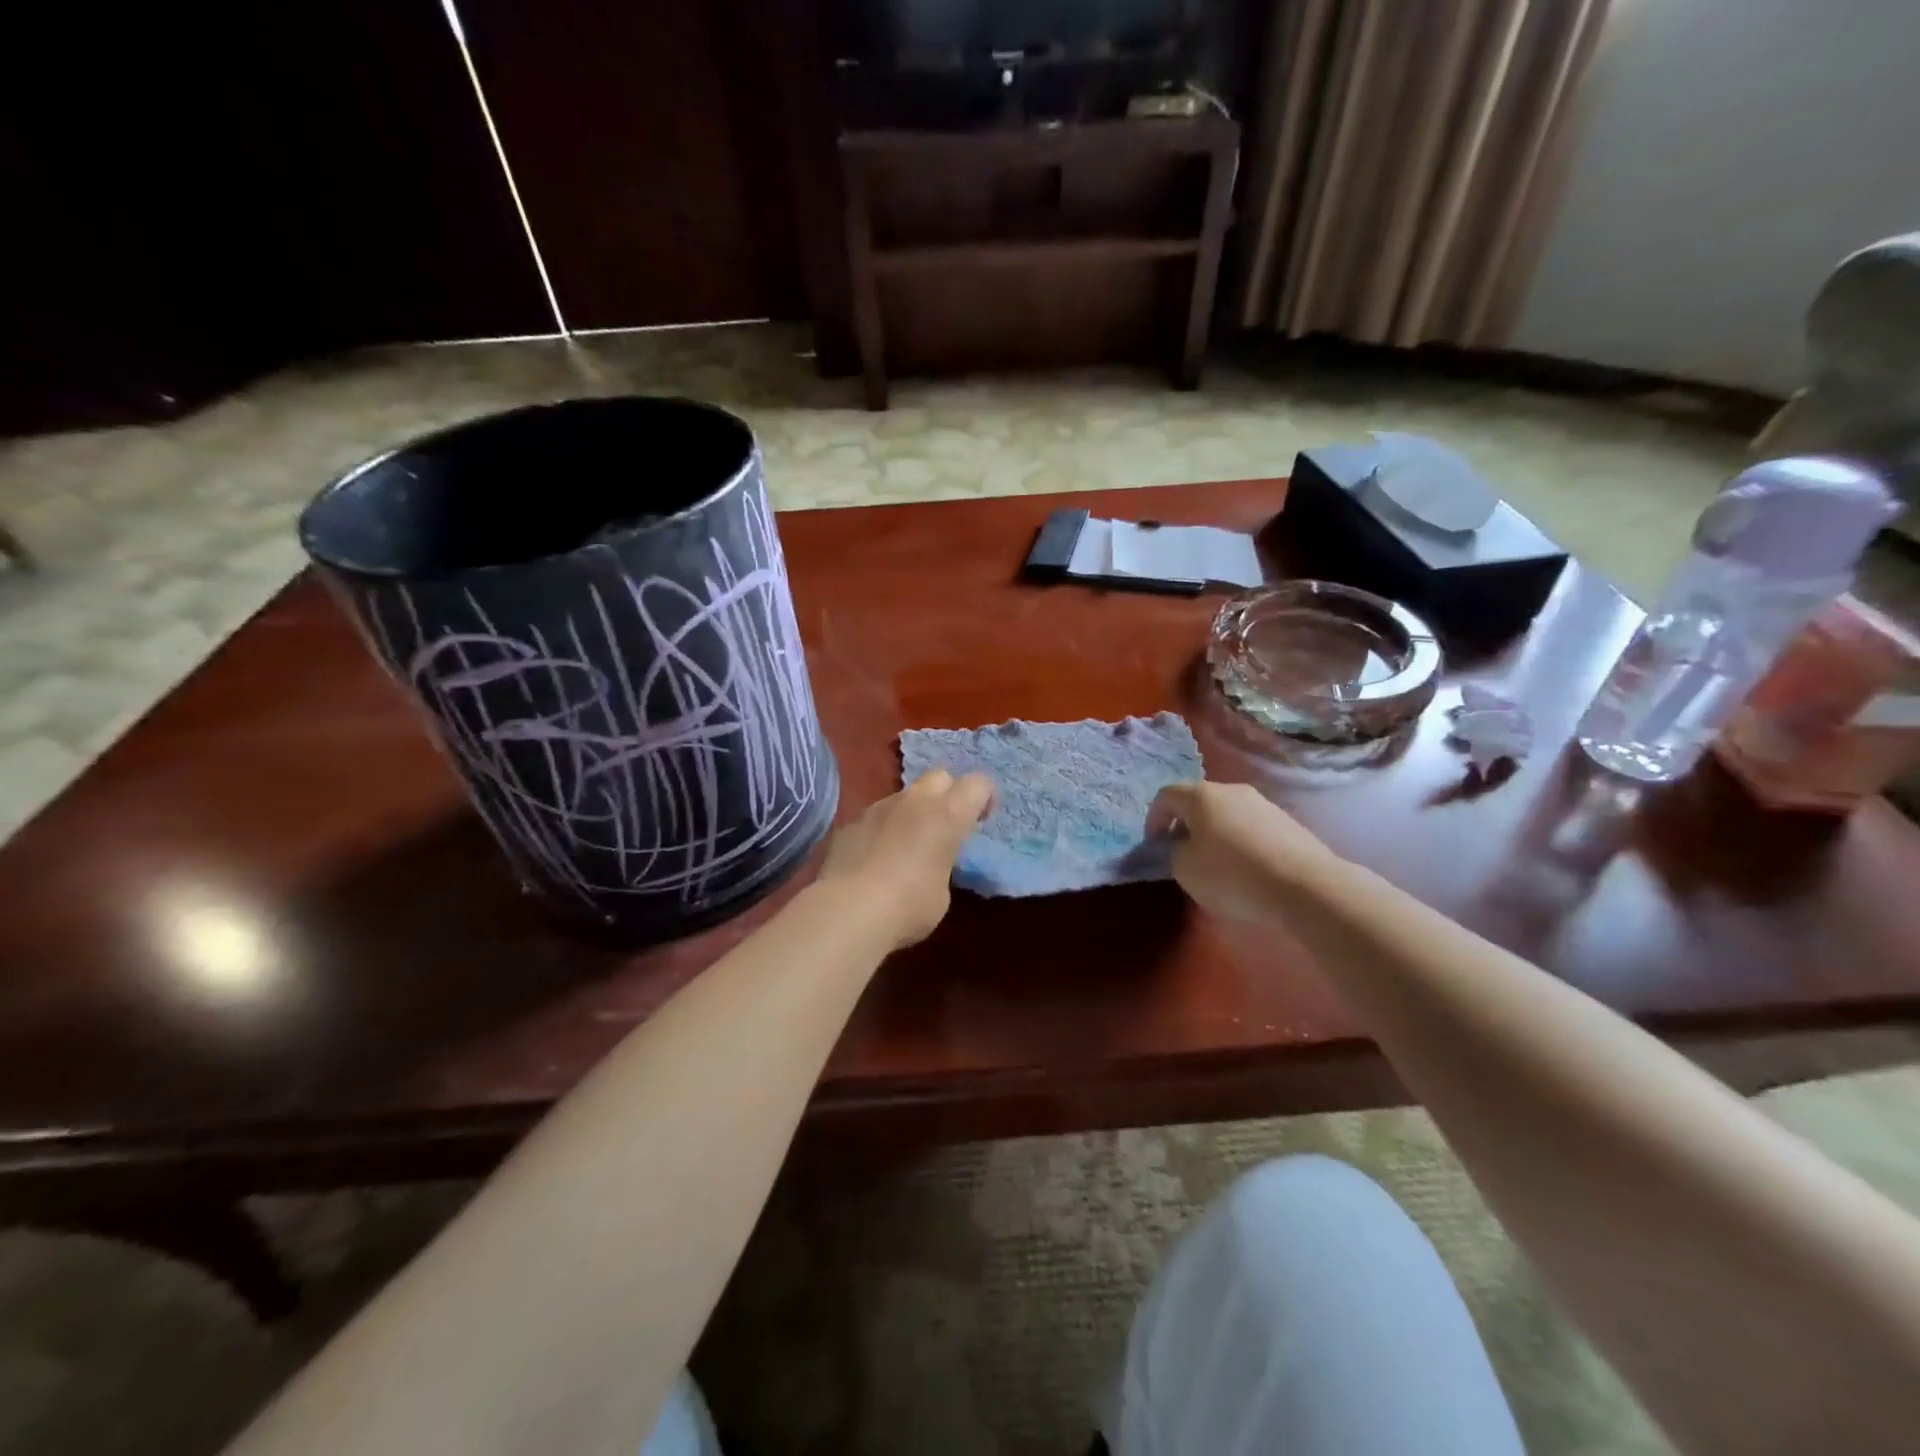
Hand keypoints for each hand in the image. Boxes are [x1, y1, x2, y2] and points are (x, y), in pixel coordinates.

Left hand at [816, 770, 994, 949]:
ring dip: (912, 812)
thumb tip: (929, 865)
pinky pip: (876, 816)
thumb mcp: (942, 893)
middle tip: (944, 827)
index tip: (979, 822)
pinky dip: (882, 829)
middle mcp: (915, 800)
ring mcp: (879, 807)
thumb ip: (941, 866)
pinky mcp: (851, 822)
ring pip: (905, 795)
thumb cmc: (909, 906)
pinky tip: (875, 859)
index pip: (978, 783)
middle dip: (947, 794)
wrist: (848, 911)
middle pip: (940, 776)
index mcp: (948, 814)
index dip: (983, 798)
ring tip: (906, 846)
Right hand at [1145, 780, 1335, 923]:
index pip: (1166, 795)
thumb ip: (1174, 852)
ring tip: (1215, 863)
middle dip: (1185, 824)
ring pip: (1226, 813)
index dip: (1154, 819)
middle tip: (1182, 852)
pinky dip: (1239, 842)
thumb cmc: (1231, 874)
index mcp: (1201, 795)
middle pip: (1198, 801)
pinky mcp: (1287, 822)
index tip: (1155, 845)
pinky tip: (1245, 868)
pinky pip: (1250, 827)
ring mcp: (1263, 804)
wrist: (1305, 886)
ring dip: (1214, 833)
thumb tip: (1183, 845)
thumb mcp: (1185, 869)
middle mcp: (1231, 790)